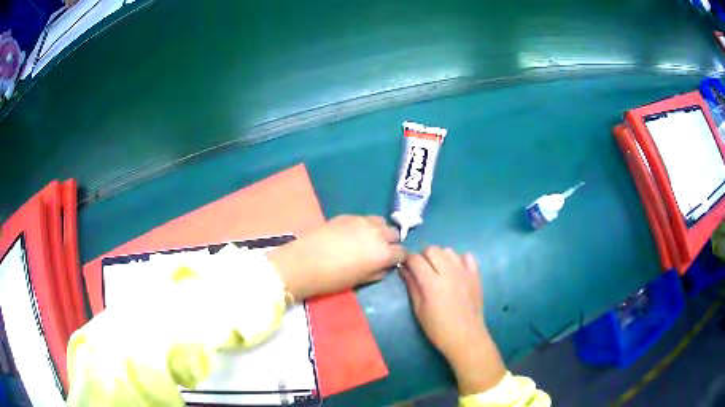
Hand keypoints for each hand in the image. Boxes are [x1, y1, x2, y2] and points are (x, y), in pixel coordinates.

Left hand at [267, 215, 404, 299]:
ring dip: (380, 230)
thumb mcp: (360, 281)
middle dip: (391, 242)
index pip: (402, 252)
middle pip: (394, 233)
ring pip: (381, 222)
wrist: (304, 262)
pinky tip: (354, 233)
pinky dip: (365, 225)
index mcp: (383, 253)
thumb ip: (377, 272)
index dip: (399, 258)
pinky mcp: (347, 216)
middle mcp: (377, 234)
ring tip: (370, 239)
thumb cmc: (333, 279)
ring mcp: (362, 221)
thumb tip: (384, 266)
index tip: (394, 262)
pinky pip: (364, 218)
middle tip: (381, 251)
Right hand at [401, 247, 505, 394]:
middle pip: (432, 249)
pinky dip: (459, 259)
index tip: (405, 266)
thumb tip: (404, 270)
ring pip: (448, 251)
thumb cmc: (438, 328)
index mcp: (432, 283)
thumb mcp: (419, 310)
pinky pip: (467, 256)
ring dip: (440, 256)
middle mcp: (448, 272)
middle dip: (423, 256)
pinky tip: (455, 271)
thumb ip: (412, 286)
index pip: (416, 259)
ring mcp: (464, 271)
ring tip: (438, 270)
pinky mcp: (475, 275)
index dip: (407, 260)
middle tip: (421, 269)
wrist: (466, 337)